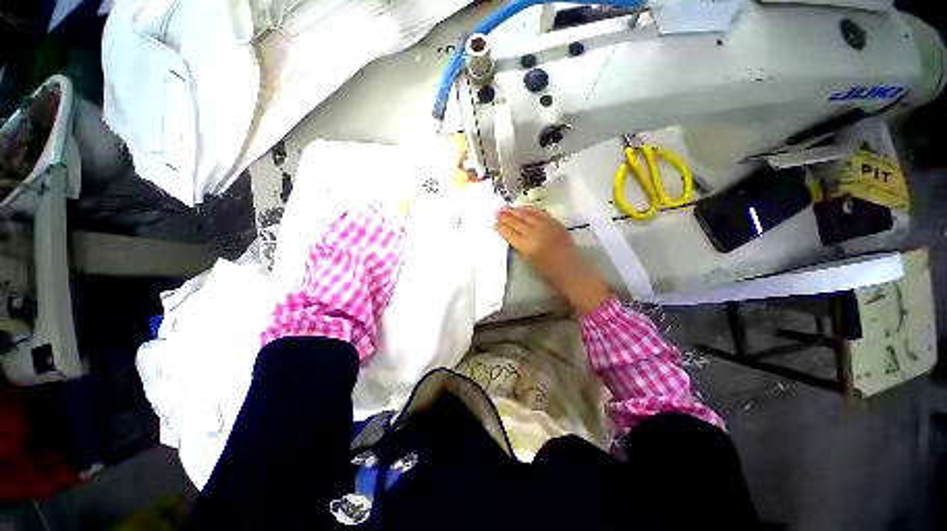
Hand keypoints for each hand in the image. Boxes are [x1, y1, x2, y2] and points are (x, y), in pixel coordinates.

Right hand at [494, 205, 610, 314]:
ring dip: (515, 210)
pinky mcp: (555, 223)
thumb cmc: (548, 273)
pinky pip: (540, 212)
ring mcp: (547, 226)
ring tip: (505, 207)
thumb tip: (511, 236)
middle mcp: (536, 233)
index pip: (510, 234)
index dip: (501, 228)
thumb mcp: (529, 262)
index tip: (494, 224)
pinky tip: (522, 207)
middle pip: (517, 222)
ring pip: (528, 215)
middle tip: (496, 211)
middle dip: (506, 216)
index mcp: (527, 247)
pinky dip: (530, 209)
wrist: (572, 271)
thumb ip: (519, 247)